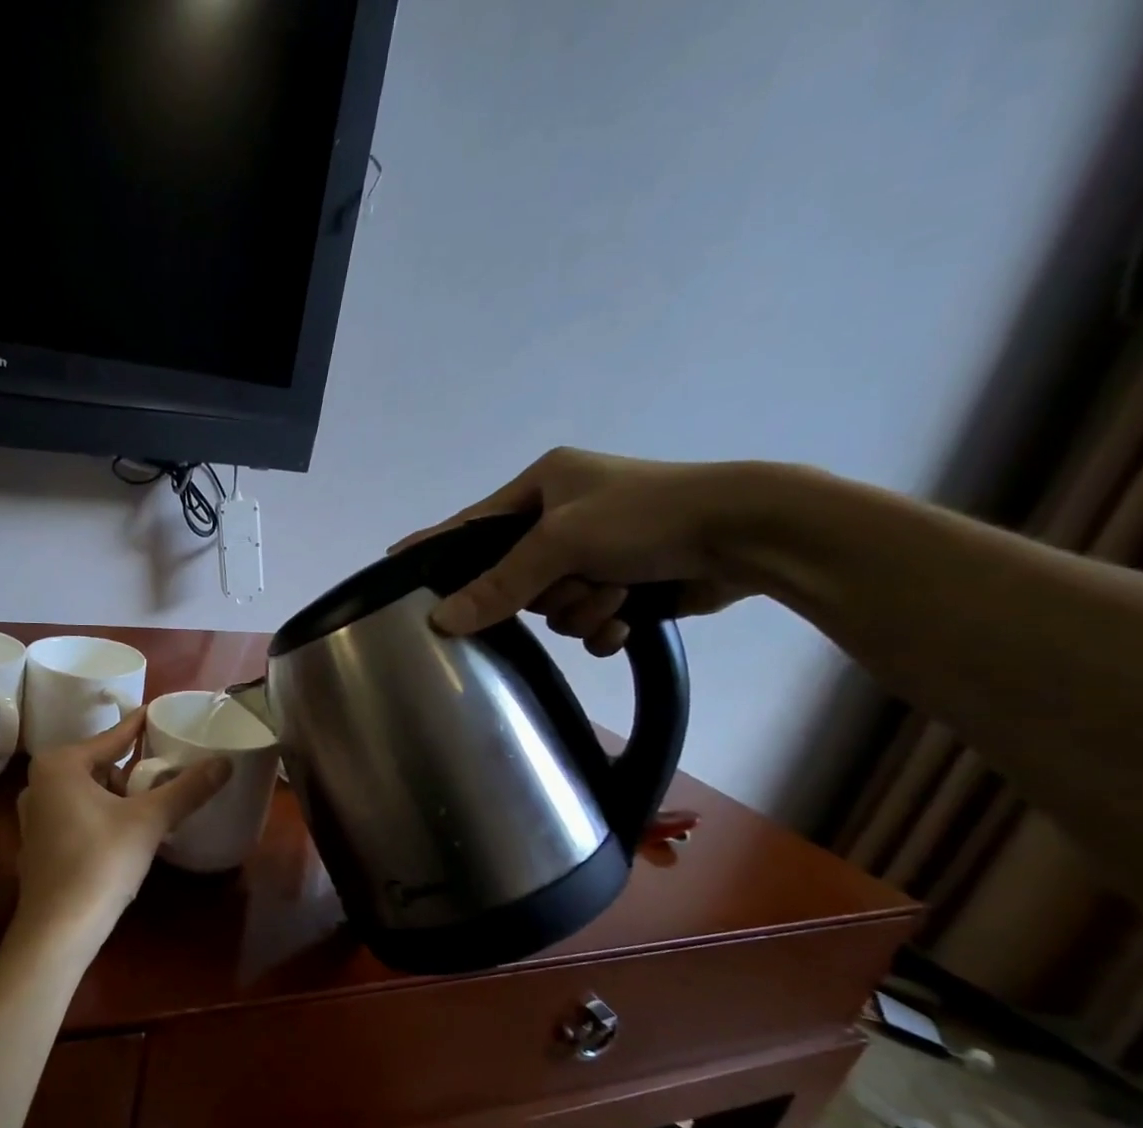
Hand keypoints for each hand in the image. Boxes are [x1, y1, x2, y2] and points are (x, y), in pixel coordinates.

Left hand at [14, 710, 230, 933]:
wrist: (58, 929)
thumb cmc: (100, 862)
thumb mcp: (149, 821)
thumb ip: (187, 788)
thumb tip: (225, 763)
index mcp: (60, 765)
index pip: (112, 737)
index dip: (140, 726)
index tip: (160, 712)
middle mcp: (39, 783)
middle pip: (100, 765)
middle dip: (132, 769)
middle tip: (166, 772)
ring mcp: (34, 816)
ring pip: (88, 792)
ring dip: (119, 796)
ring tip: (151, 805)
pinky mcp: (38, 844)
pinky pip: (78, 814)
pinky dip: (102, 816)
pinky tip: (125, 833)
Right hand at [396, 447, 759, 654]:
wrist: (748, 534)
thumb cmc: (648, 516)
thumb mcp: (564, 542)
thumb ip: (500, 583)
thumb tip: (441, 620)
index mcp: (545, 485)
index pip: (472, 524)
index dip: (434, 546)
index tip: (393, 561)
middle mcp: (564, 517)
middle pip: (514, 578)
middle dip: (547, 592)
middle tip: (575, 581)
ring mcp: (595, 552)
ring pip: (551, 606)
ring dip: (582, 609)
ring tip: (618, 594)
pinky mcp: (622, 584)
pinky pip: (584, 623)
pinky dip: (604, 627)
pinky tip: (627, 620)